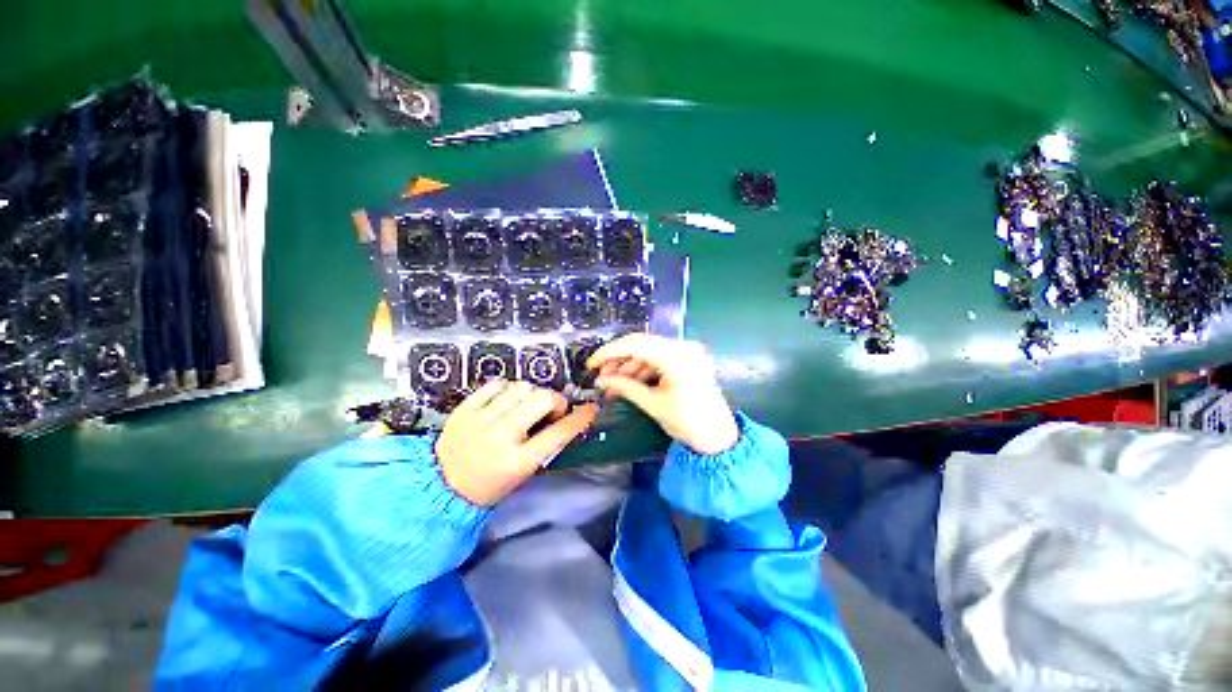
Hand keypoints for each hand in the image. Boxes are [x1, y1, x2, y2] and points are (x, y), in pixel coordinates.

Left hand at [435, 380, 597, 505]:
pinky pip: (496, 384)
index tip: (590, 408)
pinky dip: (507, 388)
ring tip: (526, 405)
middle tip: (551, 409)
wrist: (442, 485)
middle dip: (554, 400)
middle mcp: (501, 436)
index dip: (580, 418)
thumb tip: (564, 418)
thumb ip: (545, 445)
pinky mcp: (465, 409)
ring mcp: (481, 420)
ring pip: (521, 387)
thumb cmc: (490, 484)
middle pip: (542, 399)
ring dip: (531, 394)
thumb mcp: (523, 473)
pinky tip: (506, 399)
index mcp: (518, 461)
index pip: (559, 433)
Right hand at [587, 334, 738, 454]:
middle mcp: (683, 347)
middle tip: (600, 373)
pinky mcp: (687, 360)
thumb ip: (625, 387)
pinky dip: (642, 368)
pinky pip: (659, 358)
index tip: (592, 363)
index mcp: (677, 356)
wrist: (718, 437)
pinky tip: (629, 381)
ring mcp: (686, 352)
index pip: (635, 345)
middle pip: (641, 344)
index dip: (610, 352)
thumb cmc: (689, 423)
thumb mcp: (653, 404)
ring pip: (649, 351)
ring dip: (629, 364)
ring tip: (613, 381)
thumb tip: (601, 380)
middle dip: (618, 358)